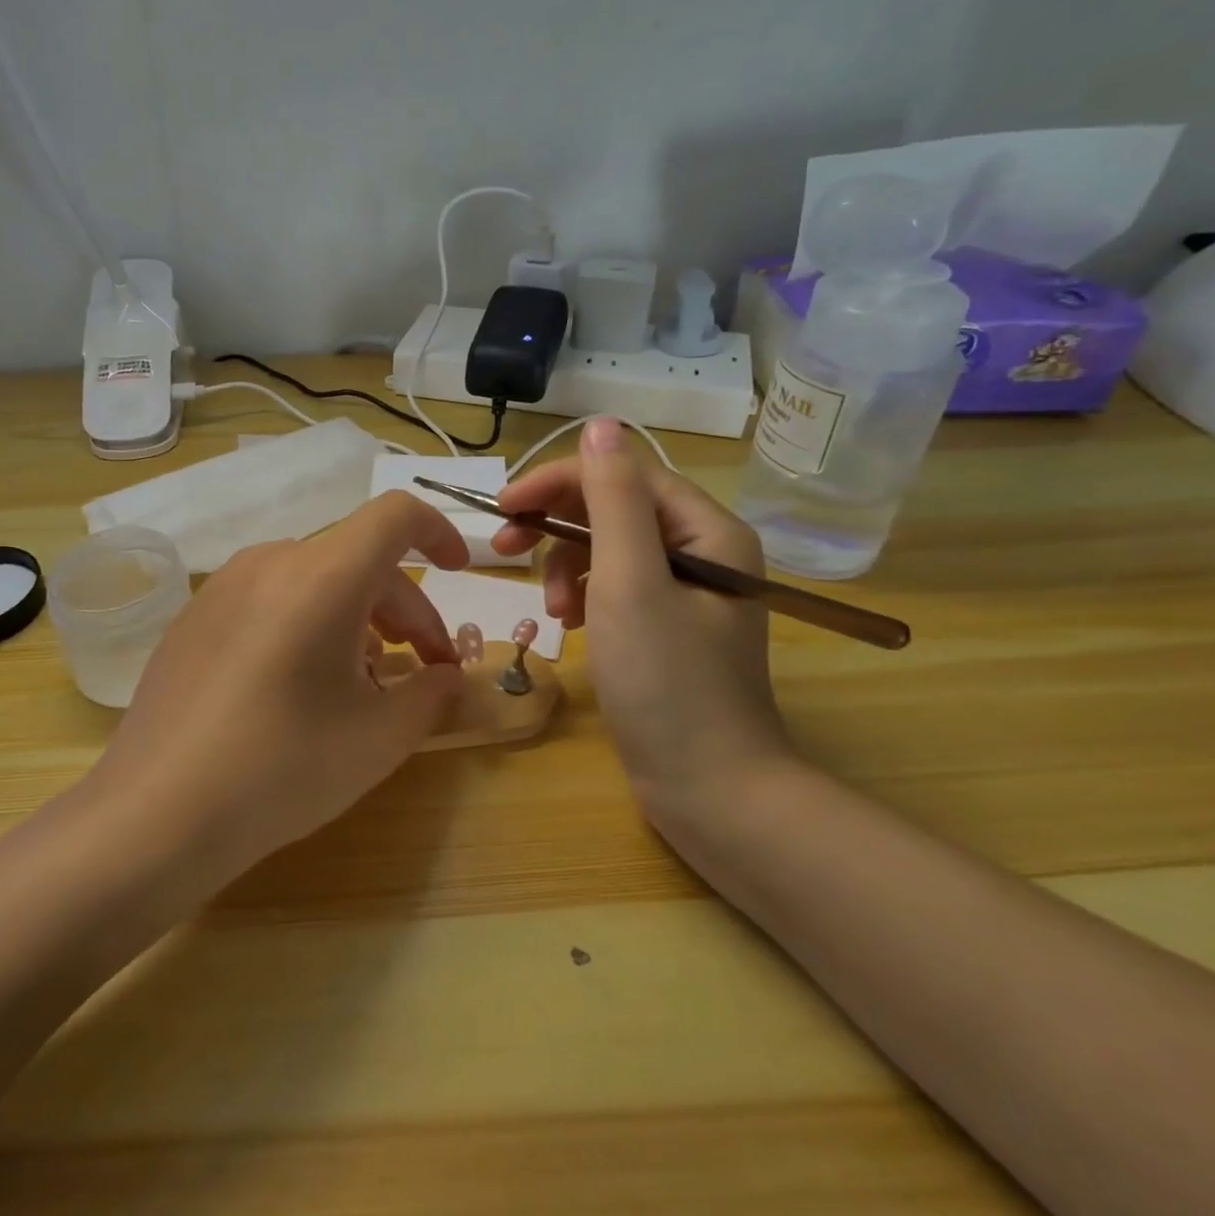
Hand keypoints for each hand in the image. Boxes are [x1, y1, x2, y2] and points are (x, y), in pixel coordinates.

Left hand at [85, 491, 470, 884]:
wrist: (155, 814)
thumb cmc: (282, 768)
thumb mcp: (378, 738)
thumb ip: (430, 695)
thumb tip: (447, 677)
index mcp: (323, 575)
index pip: (395, 516)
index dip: (438, 532)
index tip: (458, 572)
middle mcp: (271, 562)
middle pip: (359, 559)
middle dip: (405, 608)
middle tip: (425, 670)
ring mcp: (225, 585)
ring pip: (315, 578)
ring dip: (358, 616)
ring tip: (366, 680)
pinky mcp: (195, 615)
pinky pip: (271, 597)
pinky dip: (309, 621)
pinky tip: (304, 683)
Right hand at [493, 419, 788, 814]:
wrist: (712, 791)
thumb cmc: (668, 685)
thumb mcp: (630, 583)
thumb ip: (613, 500)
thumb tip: (601, 424)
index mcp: (707, 529)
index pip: (622, 475)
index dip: (558, 482)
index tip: (502, 508)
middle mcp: (703, 549)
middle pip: (614, 508)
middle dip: (557, 525)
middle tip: (504, 549)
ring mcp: (686, 590)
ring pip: (609, 547)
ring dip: (567, 565)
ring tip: (553, 608)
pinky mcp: (668, 625)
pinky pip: (616, 586)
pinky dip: (584, 595)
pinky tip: (570, 622)